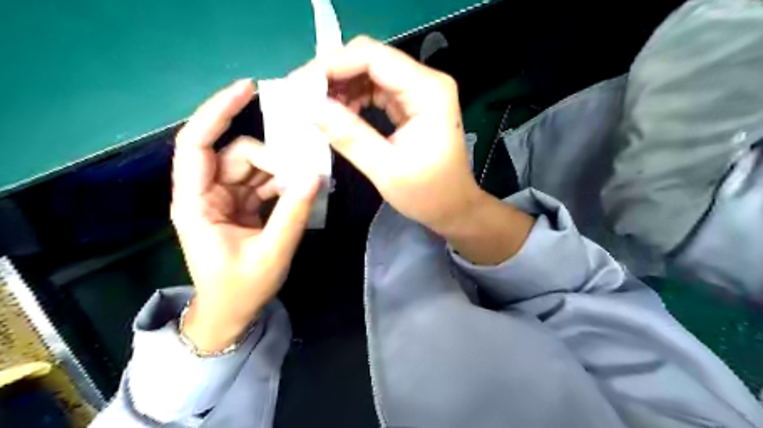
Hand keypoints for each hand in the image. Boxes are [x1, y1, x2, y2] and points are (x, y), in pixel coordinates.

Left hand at [171, 79, 318, 351]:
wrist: (232, 313)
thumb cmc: (241, 289)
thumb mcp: (271, 252)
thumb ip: (293, 213)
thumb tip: (316, 175)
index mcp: (196, 202)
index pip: (197, 144)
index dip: (218, 112)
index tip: (248, 89)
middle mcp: (207, 193)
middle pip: (239, 155)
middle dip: (273, 161)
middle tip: (304, 177)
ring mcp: (225, 198)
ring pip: (255, 168)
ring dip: (282, 174)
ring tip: (307, 187)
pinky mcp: (241, 205)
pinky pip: (264, 183)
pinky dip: (283, 185)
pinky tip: (301, 192)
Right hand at [306, 35, 481, 237]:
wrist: (454, 208)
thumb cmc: (428, 194)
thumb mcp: (385, 168)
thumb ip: (348, 135)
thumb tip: (308, 107)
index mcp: (428, 91)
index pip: (373, 57)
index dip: (331, 65)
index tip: (298, 86)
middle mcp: (426, 82)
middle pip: (371, 60)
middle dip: (333, 75)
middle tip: (302, 97)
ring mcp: (420, 92)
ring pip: (371, 73)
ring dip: (341, 87)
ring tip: (316, 108)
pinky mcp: (412, 104)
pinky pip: (377, 90)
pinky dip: (354, 98)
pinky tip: (338, 113)